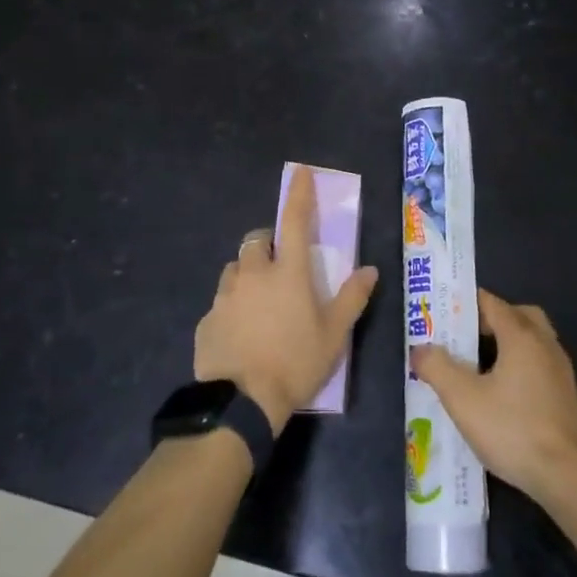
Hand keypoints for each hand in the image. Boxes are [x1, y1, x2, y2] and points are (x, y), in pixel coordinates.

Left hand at [195, 165, 378, 431]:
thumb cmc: (296, 363)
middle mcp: (254, 274)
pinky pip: (221, 301)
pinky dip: (233, 306)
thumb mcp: (334, 335)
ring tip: (260, 301)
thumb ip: (352, 298)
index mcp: (288, 273)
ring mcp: (225, 296)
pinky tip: (242, 333)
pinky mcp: (206, 320)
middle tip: (280, 265)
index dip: (299, 194)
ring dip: (248, 273)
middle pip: (257, 241)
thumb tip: (369, 270)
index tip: (300, 172)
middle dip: (268, 244)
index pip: (295, 221)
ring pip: (235, 269)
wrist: (241, 404)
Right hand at [410, 289, 576, 504]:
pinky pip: (539, 364)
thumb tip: (420, 348)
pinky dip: (520, 366)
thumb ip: (437, 368)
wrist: (568, 477)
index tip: (442, 314)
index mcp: (522, 335)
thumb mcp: (463, 399)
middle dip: (490, 321)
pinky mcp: (566, 396)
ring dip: (506, 344)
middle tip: (464, 339)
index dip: (465, 304)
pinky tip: (502, 394)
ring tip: (478, 367)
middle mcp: (545, 344)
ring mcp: (561, 370)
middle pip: (517, 315)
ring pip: (531, 340)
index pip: (491, 303)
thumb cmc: (513, 429)